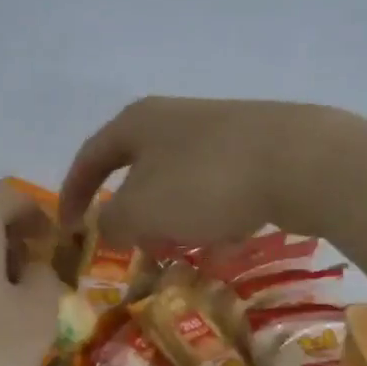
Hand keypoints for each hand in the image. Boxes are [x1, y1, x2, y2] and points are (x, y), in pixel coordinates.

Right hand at [59, 97, 337, 245]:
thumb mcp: (141, 210)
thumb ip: (112, 223)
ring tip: (177, 247)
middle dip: (128, 209)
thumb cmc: (204, 182)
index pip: (90, 157)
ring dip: (170, 215)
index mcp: (137, 123)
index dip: (73, 193)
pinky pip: (215, 186)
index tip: (66, 228)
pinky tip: (224, 236)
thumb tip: (107, 226)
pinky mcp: (255, 147)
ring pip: (177, 179)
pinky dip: (208, 213)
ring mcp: (218, 129)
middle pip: (136, 167)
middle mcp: (174, 118)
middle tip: (126, 242)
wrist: (300, 161)